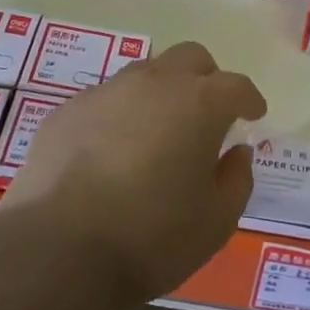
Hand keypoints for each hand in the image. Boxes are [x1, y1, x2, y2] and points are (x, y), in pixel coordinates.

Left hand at [0, 42, 267, 304]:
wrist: (56, 251)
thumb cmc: (151, 238)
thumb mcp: (216, 221)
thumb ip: (236, 179)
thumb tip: (236, 152)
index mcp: (198, 103)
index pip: (236, 85)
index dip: (249, 99)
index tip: (253, 114)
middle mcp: (153, 83)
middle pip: (190, 58)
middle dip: (207, 79)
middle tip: (208, 114)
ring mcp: (105, 92)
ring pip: (146, 73)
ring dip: (162, 93)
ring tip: (158, 133)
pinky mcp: (67, 110)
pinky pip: (106, 99)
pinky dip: (121, 115)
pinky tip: (113, 152)